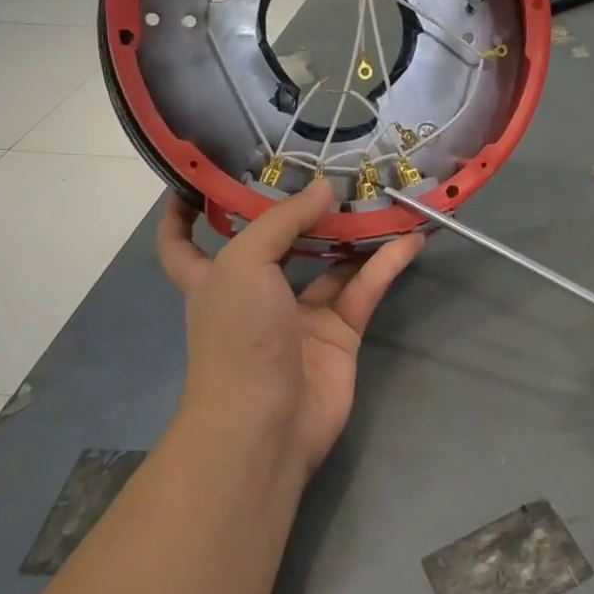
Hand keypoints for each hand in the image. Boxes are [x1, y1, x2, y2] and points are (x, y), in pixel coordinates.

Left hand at [157, 181, 423, 475]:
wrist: (266, 422)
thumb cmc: (238, 337)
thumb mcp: (244, 264)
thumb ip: (283, 221)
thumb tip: (324, 191)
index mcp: (214, 277)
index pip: (183, 242)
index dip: (184, 212)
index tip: (200, 179)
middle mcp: (256, 292)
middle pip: (276, 242)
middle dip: (299, 211)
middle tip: (329, 171)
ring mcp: (300, 315)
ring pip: (330, 263)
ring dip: (354, 233)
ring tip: (381, 196)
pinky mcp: (340, 334)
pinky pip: (364, 289)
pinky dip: (387, 263)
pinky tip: (410, 237)